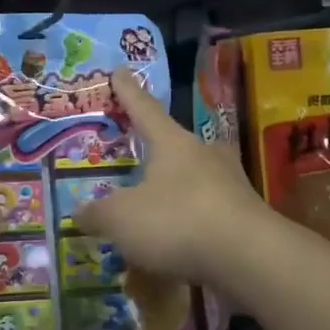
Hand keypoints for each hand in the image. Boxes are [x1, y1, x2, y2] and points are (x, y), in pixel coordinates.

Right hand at [75, 67, 270, 288]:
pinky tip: (177, 244)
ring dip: (176, 190)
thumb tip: (79, 213)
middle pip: (176, 144)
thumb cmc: (177, 220)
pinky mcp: (245, 218)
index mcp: (172, 143)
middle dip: (158, 149)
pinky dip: (189, 224)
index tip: (120, 71)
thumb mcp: (121, 218)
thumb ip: (98, 213)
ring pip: (195, 180)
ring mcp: (230, 185)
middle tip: (141, 156)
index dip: (128, 92)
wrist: (249, 258)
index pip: (144, 109)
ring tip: (155, 207)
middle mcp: (204, 155)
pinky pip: (208, 214)